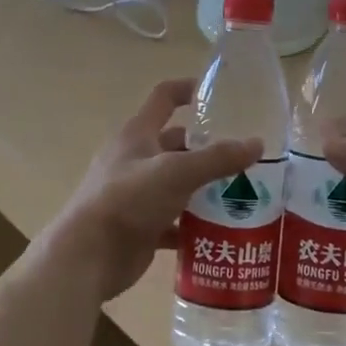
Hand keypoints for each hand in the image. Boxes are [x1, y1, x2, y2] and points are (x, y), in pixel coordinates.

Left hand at [43, 79, 262, 301]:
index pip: (164, 97)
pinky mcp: (141, 225)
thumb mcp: (176, 172)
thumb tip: (257, 143)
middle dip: (209, 147)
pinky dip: (196, 224)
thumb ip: (217, 158)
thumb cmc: (127, 200)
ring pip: (178, 183)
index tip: (221, 93)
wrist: (88, 256)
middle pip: (177, 144)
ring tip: (244, 192)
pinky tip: (223, 230)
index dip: (189, 89)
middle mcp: (136, 159)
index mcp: (137, 134)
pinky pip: (175, 220)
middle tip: (246, 155)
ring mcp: (137, 194)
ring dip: (206, 187)